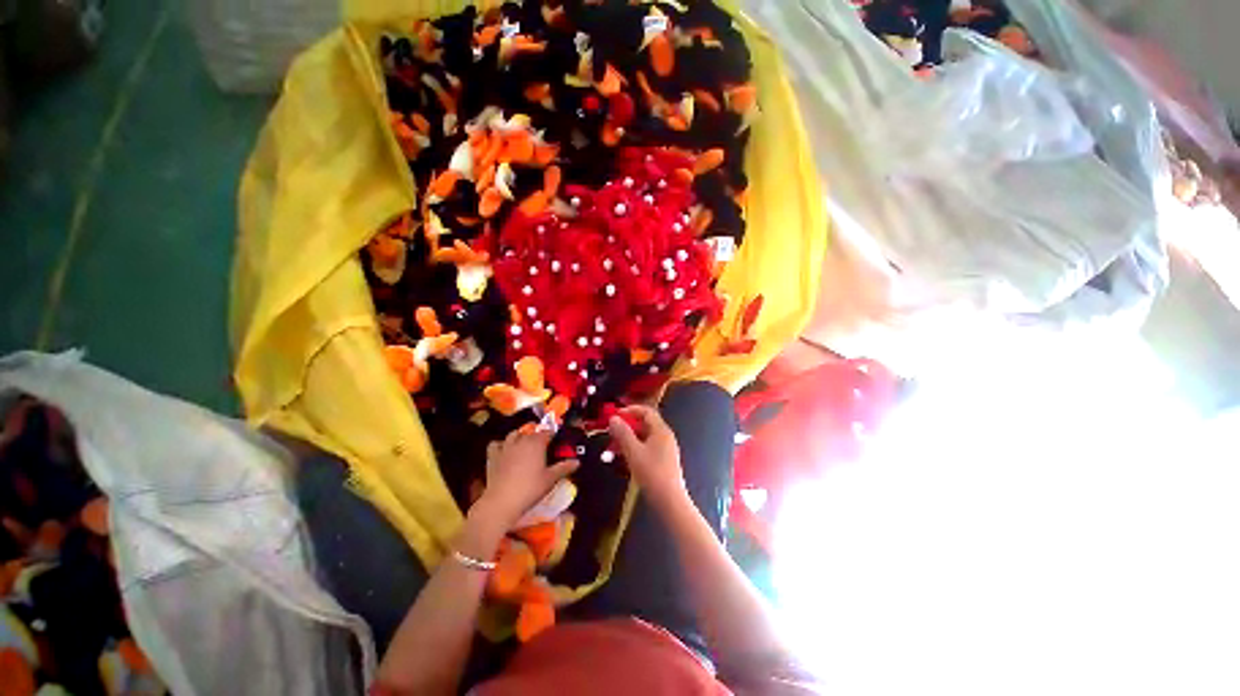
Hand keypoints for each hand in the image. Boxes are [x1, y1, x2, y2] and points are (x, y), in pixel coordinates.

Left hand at [476, 430, 578, 528]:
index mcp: (537, 443)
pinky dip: (500, 445)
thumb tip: (577, 462)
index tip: (556, 440)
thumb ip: (564, 468)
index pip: (547, 432)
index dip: (552, 434)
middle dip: (537, 436)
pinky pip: (495, 444)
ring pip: (513, 434)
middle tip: (543, 446)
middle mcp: (521, 441)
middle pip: (531, 432)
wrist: (501, 501)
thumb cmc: (530, 489)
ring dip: (520, 436)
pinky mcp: (492, 456)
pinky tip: (504, 451)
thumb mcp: (550, 479)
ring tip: (524, 444)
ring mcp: (505, 447)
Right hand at [608, 405, 686, 509]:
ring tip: (613, 447)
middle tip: (611, 432)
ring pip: (644, 438)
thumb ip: (623, 433)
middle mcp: (665, 436)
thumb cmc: (652, 473)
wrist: (669, 501)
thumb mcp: (633, 452)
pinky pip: (646, 448)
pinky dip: (634, 449)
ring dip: (628, 439)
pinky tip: (624, 458)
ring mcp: (665, 449)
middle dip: (626, 427)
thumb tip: (613, 418)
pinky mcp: (663, 461)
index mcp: (661, 430)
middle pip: (644, 424)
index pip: (646, 411)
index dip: (630, 410)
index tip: (615, 414)